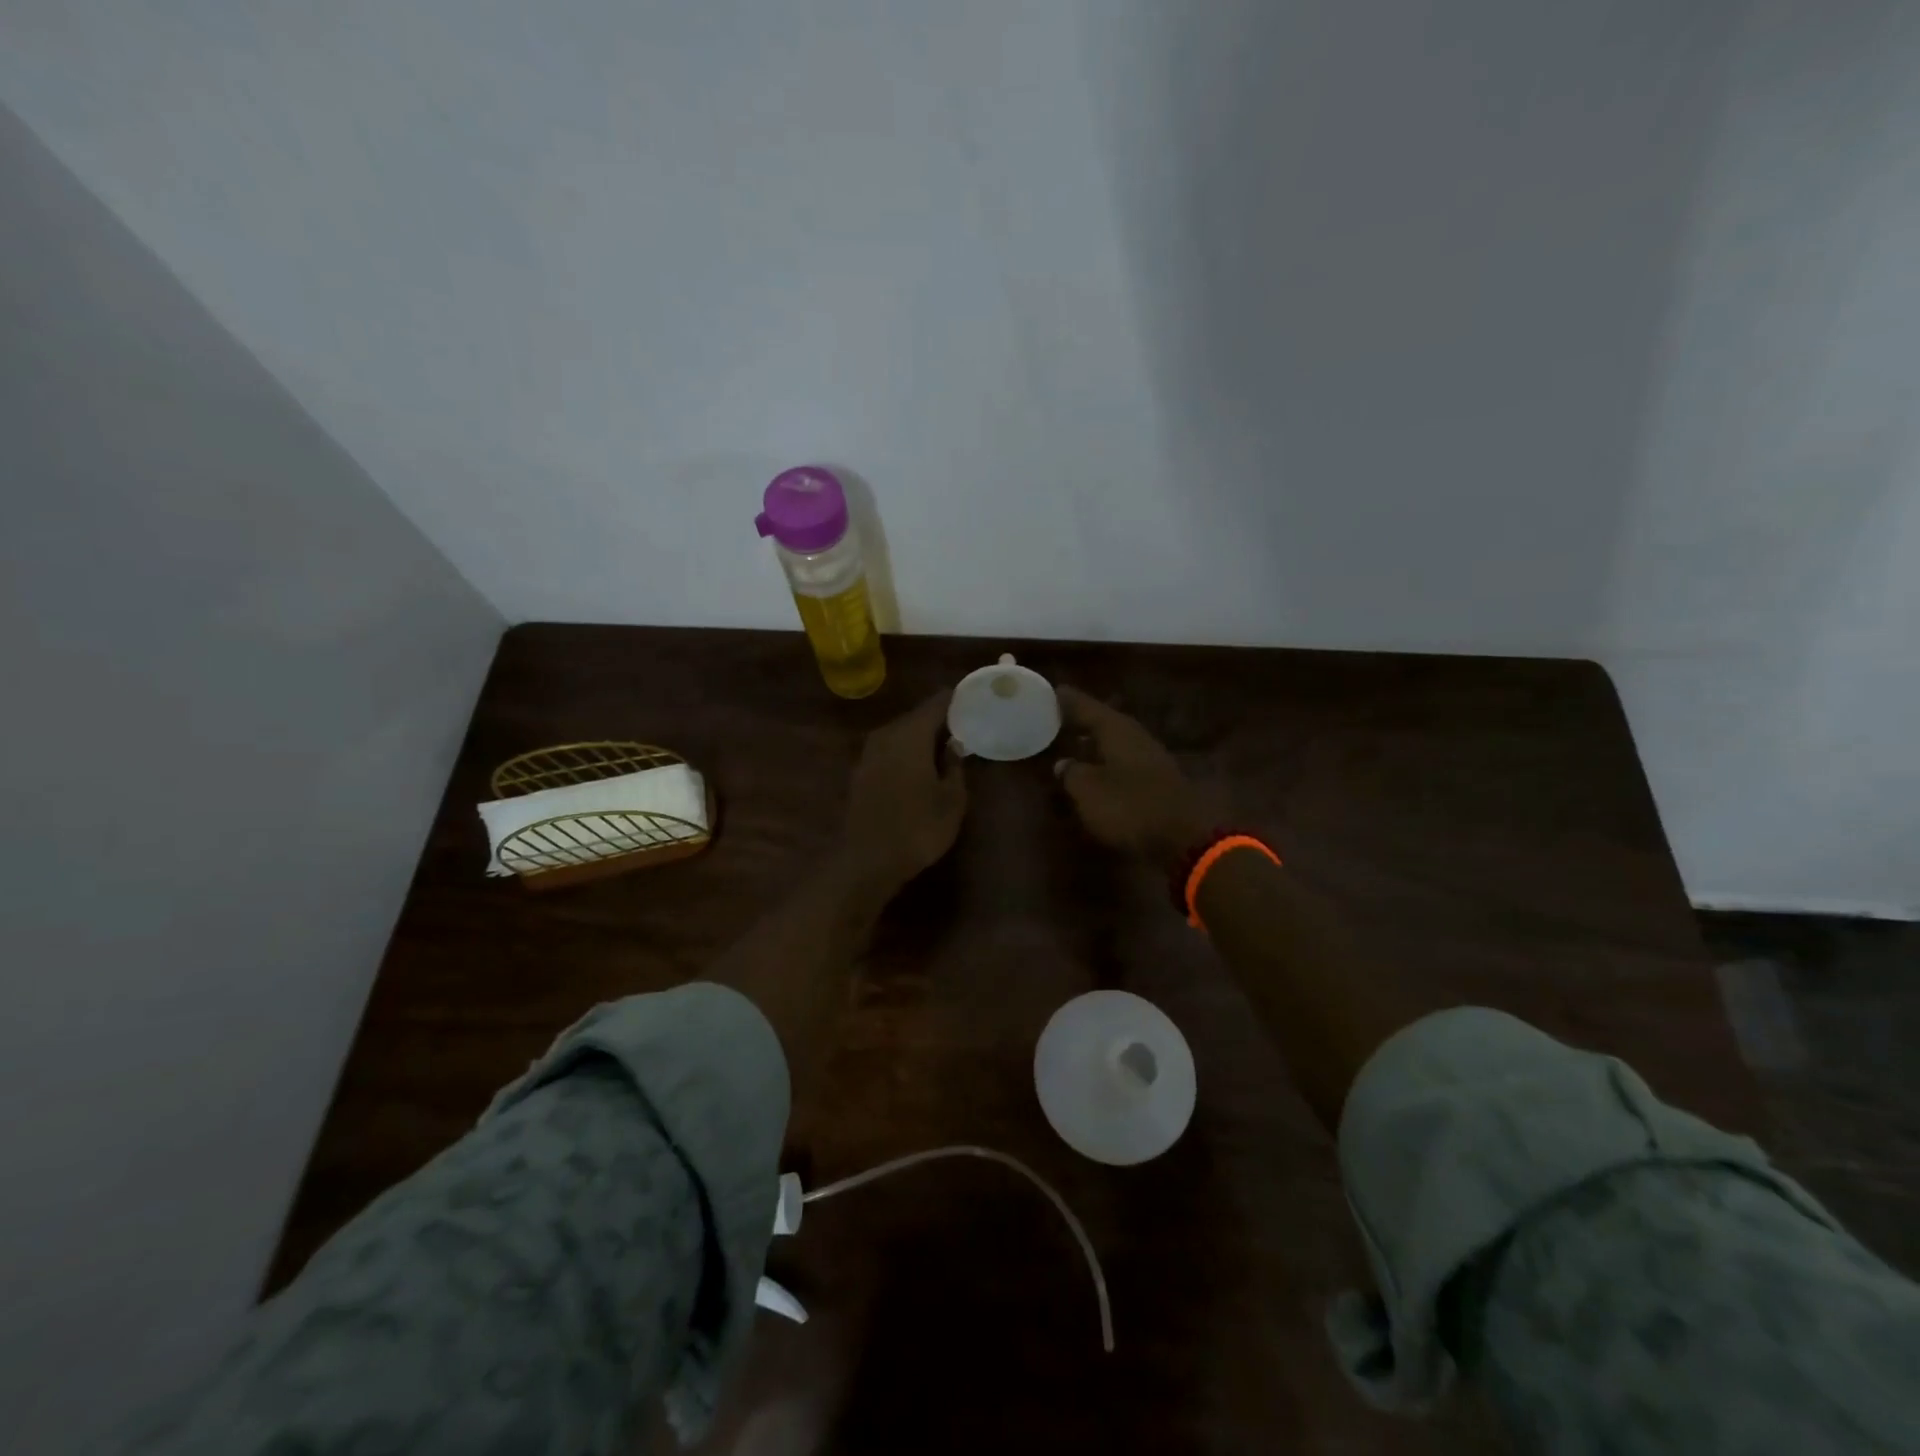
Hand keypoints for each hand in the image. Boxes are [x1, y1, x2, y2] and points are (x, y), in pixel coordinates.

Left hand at [841, 690, 966, 891]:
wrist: (867, 861)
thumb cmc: (917, 828)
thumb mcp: (951, 800)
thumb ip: (954, 766)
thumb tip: (954, 744)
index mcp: (911, 735)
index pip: (937, 703)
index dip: (956, 698)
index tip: (975, 699)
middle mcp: (886, 735)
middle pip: (917, 717)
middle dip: (941, 719)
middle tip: (967, 724)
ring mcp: (869, 754)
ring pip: (902, 734)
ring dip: (923, 737)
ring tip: (948, 745)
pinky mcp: (861, 772)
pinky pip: (890, 750)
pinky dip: (907, 752)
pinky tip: (922, 766)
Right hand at [1054, 687, 1210, 871]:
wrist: (1185, 838)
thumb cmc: (1129, 806)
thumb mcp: (1088, 791)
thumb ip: (1072, 773)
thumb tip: (1063, 763)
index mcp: (1116, 730)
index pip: (1087, 707)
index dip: (1068, 700)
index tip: (1053, 690)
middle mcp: (1135, 736)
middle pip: (1104, 721)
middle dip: (1083, 719)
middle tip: (1058, 716)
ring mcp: (1150, 758)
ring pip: (1116, 741)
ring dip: (1096, 741)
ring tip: (1074, 741)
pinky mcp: (1158, 781)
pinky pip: (1124, 761)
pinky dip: (1107, 761)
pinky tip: (1097, 769)